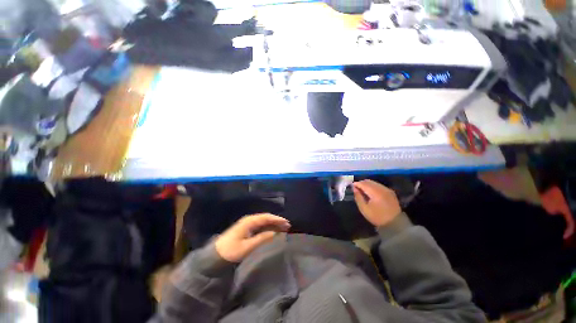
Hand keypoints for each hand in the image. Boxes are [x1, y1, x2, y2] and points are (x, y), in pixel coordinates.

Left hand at [215, 213, 290, 262]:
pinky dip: (268, 228)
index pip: (266, 217)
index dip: (277, 219)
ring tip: (283, 228)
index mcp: (249, 221)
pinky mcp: (247, 229)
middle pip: (266, 218)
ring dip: (273, 224)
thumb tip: (275, 233)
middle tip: (287, 226)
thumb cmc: (232, 251)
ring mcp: (248, 224)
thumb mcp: (247, 246)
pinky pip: (260, 226)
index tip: (286, 223)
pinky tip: (273, 231)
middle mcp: (250, 220)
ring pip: (264, 221)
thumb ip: (262, 238)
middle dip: (277, 221)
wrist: (216, 256)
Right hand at [353, 180, 401, 227]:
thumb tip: (354, 189)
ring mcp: (387, 189)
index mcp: (376, 193)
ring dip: (367, 184)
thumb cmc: (377, 217)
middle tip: (356, 188)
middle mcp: (382, 189)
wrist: (394, 223)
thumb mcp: (364, 209)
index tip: (351, 186)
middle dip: (361, 183)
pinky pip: (379, 185)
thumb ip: (358, 197)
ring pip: (374, 182)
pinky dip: (373, 186)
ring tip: (362, 190)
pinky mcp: (390, 192)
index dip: (356, 184)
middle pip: (369, 181)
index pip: (363, 184)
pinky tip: (370, 192)